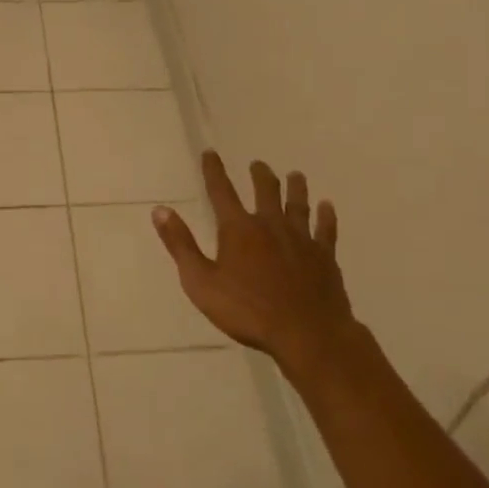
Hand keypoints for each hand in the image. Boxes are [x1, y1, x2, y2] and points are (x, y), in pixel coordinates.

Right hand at [152, 151, 359, 378]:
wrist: (307, 334)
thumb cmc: (248, 311)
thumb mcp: (201, 283)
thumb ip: (181, 245)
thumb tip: (160, 210)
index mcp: (238, 229)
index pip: (221, 191)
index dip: (214, 170)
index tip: (210, 153)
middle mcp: (270, 224)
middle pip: (266, 190)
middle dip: (260, 175)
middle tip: (258, 164)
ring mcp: (301, 239)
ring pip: (298, 204)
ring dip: (296, 187)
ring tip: (296, 175)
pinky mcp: (324, 256)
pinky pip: (326, 230)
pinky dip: (326, 216)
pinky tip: (328, 206)